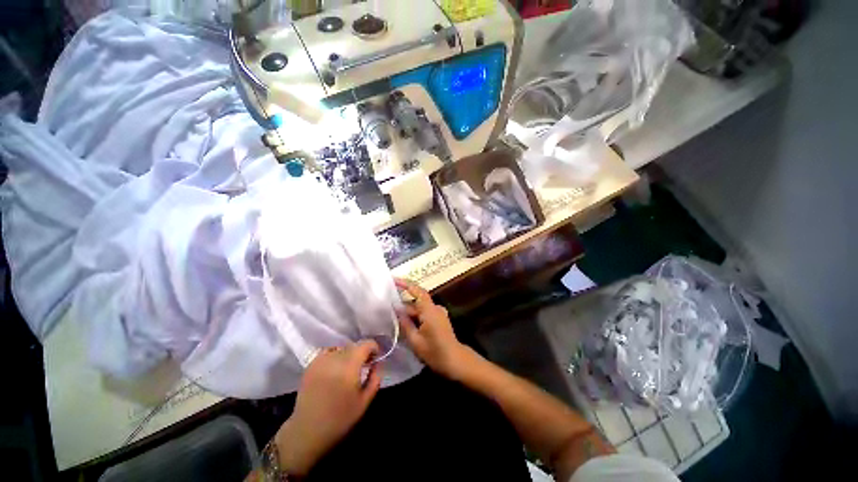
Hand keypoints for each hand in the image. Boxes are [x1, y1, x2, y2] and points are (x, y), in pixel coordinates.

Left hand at [275, 341, 381, 476]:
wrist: (307, 431)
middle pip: (354, 345)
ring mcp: (320, 360)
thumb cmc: (340, 419)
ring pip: (341, 347)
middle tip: (363, 365)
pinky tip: (334, 369)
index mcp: (349, 367)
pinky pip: (328, 352)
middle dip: (361, 352)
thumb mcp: (365, 401)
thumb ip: (375, 378)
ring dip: (348, 354)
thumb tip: (378, 363)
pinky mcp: (311, 365)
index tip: (375, 358)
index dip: (374, 347)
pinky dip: (335, 356)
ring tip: (348, 368)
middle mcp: (335, 358)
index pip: (366, 344)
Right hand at [395, 278, 478, 380]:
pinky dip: (415, 315)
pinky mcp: (439, 318)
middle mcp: (435, 308)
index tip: (394, 280)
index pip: (417, 291)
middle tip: (387, 307)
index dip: (406, 284)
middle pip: (417, 301)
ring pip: (420, 307)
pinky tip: (406, 323)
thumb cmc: (435, 352)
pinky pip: (424, 312)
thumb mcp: (415, 340)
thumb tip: (396, 310)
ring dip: (408, 311)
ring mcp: (438, 313)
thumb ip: (405, 323)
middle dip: (403, 304)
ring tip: (393, 316)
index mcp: (430, 310)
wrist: (455, 360)